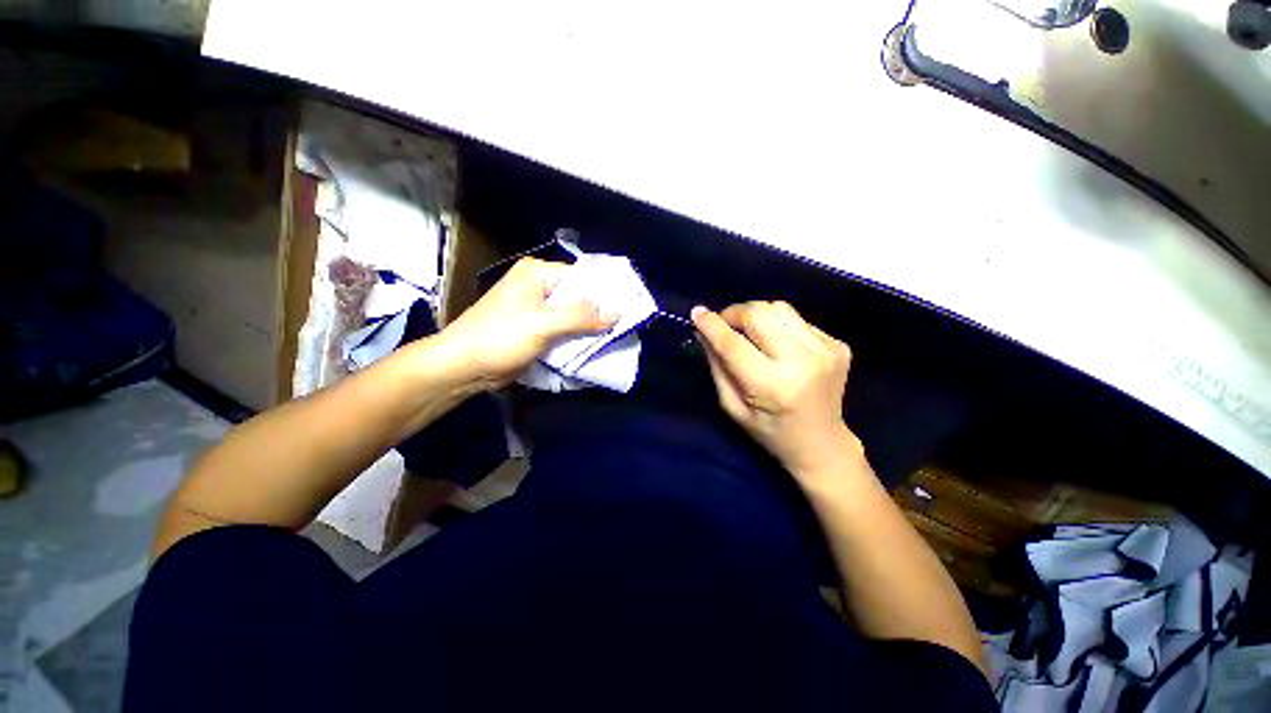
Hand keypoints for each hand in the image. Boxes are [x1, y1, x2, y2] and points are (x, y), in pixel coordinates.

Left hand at [435, 257, 615, 388]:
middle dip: (599, 314)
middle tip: (626, 327)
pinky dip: (578, 339)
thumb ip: (580, 316)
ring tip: (617, 338)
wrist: (464, 368)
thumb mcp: (541, 324)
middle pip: (579, 297)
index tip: (629, 309)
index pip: (581, 278)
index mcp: (537, 274)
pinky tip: (595, 347)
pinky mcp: (538, 330)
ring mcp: (538, 310)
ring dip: (591, 329)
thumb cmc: (499, 338)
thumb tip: (617, 312)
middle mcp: (539, 288)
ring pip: (574, 316)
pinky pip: (566, 331)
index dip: (604, 293)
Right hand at [692, 301, 860, 481]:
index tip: (697, 313)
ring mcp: (825, 350)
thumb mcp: (733, 407)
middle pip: (759, 313)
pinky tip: (778, 345)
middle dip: (734, 314)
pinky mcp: (837, 345)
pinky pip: (797, 320)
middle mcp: (802, 362)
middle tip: (725, 325)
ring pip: (779, 307)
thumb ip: (718, 368)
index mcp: (772, 385)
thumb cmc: (770, 432)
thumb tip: (704, 332)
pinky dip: (779, 326)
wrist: (823, 443)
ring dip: (757, 315)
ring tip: (751, 332)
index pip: (734, 344)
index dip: (712, 325)